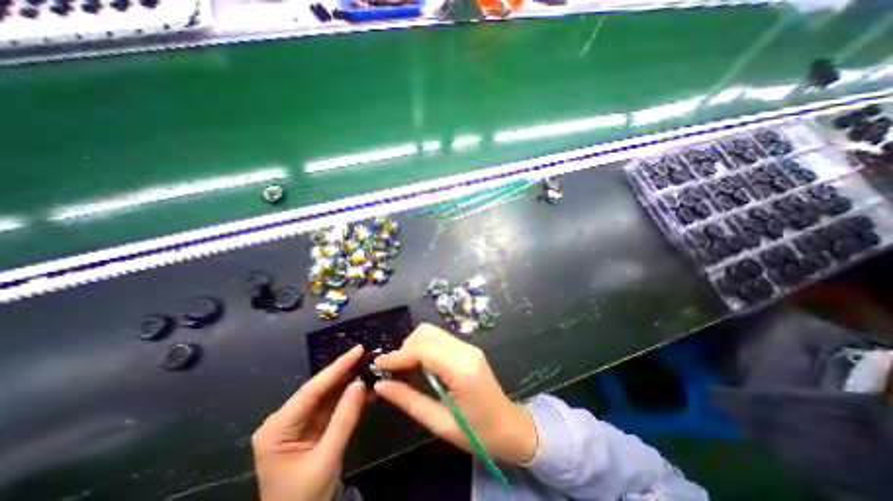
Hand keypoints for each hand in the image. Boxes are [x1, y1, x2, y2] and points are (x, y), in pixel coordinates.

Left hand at [250, 345, 366, 500]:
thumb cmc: (305, 497)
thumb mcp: (327, 458)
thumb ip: (344, 418)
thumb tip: (360, 382)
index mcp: (277, 429)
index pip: (311, 390)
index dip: (337, 367)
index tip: (358, 350)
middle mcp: (283, 419)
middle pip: (319, 389)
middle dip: (344, 372)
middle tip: (367, 356)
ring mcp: (296, 422)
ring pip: (327, 395)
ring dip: (349, 383)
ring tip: (370, 368)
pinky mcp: (309, 425)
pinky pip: (331, 406)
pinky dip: (348, 397)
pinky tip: (364, 388)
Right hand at [372, 323, 535, 462]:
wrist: (509, 427)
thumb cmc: (476, 433)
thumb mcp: (438, 423)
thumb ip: (408, 400)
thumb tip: (380, 384)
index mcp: (462, 369)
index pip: (424, 348)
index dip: (398, 354)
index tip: (379, 364)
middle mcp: (466, 350)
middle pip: (427, 332)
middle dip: (405, 346)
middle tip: (394, 368)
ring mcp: (468, 347)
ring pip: (432, 332)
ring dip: (414, 345)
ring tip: (405, 367)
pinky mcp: (468, 348)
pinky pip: (440, 339)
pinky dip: (424, 346)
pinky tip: (420, 364)